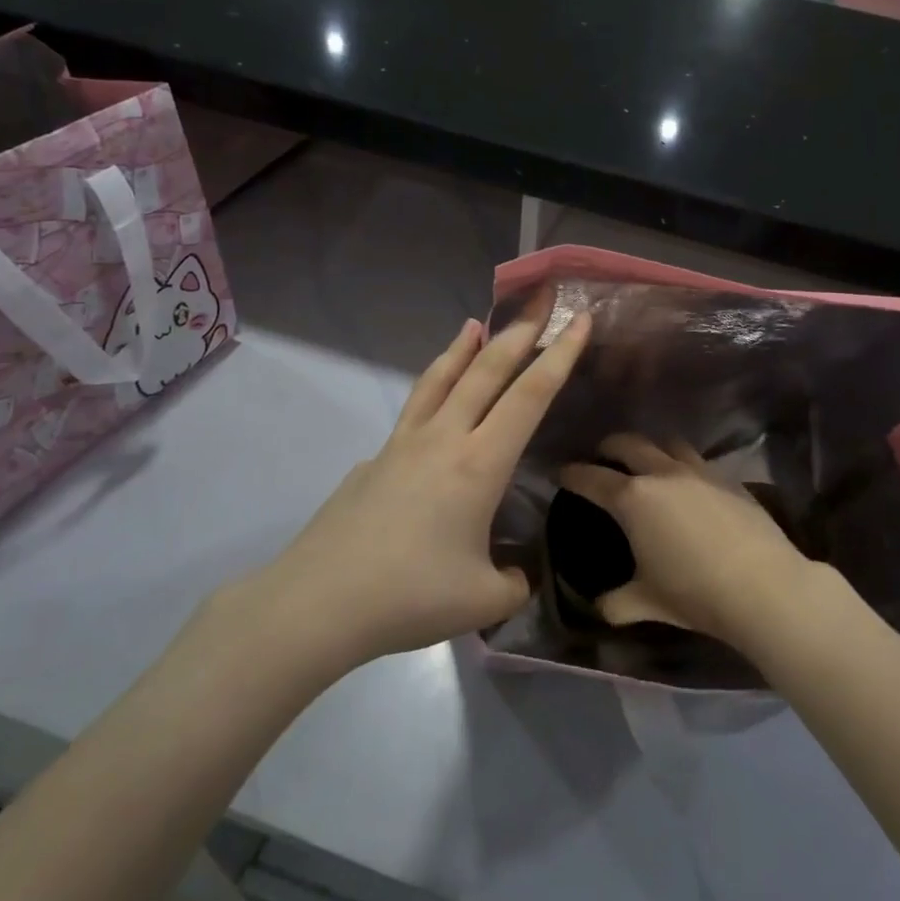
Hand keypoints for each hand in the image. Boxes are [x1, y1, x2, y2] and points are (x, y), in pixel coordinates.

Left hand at [225, 298, 590, 670]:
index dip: (560, 354)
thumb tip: (519, 574)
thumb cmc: (410, 595)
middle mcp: (443, 439)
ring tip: (474, 323)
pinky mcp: (375, 459)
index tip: (580, 319)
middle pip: (485, 370)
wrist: (319, 602)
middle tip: (539, 298)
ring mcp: (403, 444)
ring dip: (463, 348)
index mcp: (479, 464)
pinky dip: (431, 389)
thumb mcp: (484, 600)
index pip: (530, 396)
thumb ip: (515, 582)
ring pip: (439, 379)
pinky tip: (433, 409)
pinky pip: (413, 410)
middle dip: (519, 331)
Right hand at [560, 435, 818, 646]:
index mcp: (633, 499)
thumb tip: (600, 605)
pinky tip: (688, 485)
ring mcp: (699, 472)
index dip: (572, 474)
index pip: (591, 478)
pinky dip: (683, 464)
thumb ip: (616, 602)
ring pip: (668, 443)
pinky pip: (698, 460)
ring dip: (651, 448)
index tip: (562, 473)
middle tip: (602, 456)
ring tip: (648, 463)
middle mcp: (662, 474)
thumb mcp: (646, 603)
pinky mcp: (728, 479)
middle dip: (609, 447)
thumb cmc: (694, 593)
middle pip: (628, 443)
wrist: (763, 586)